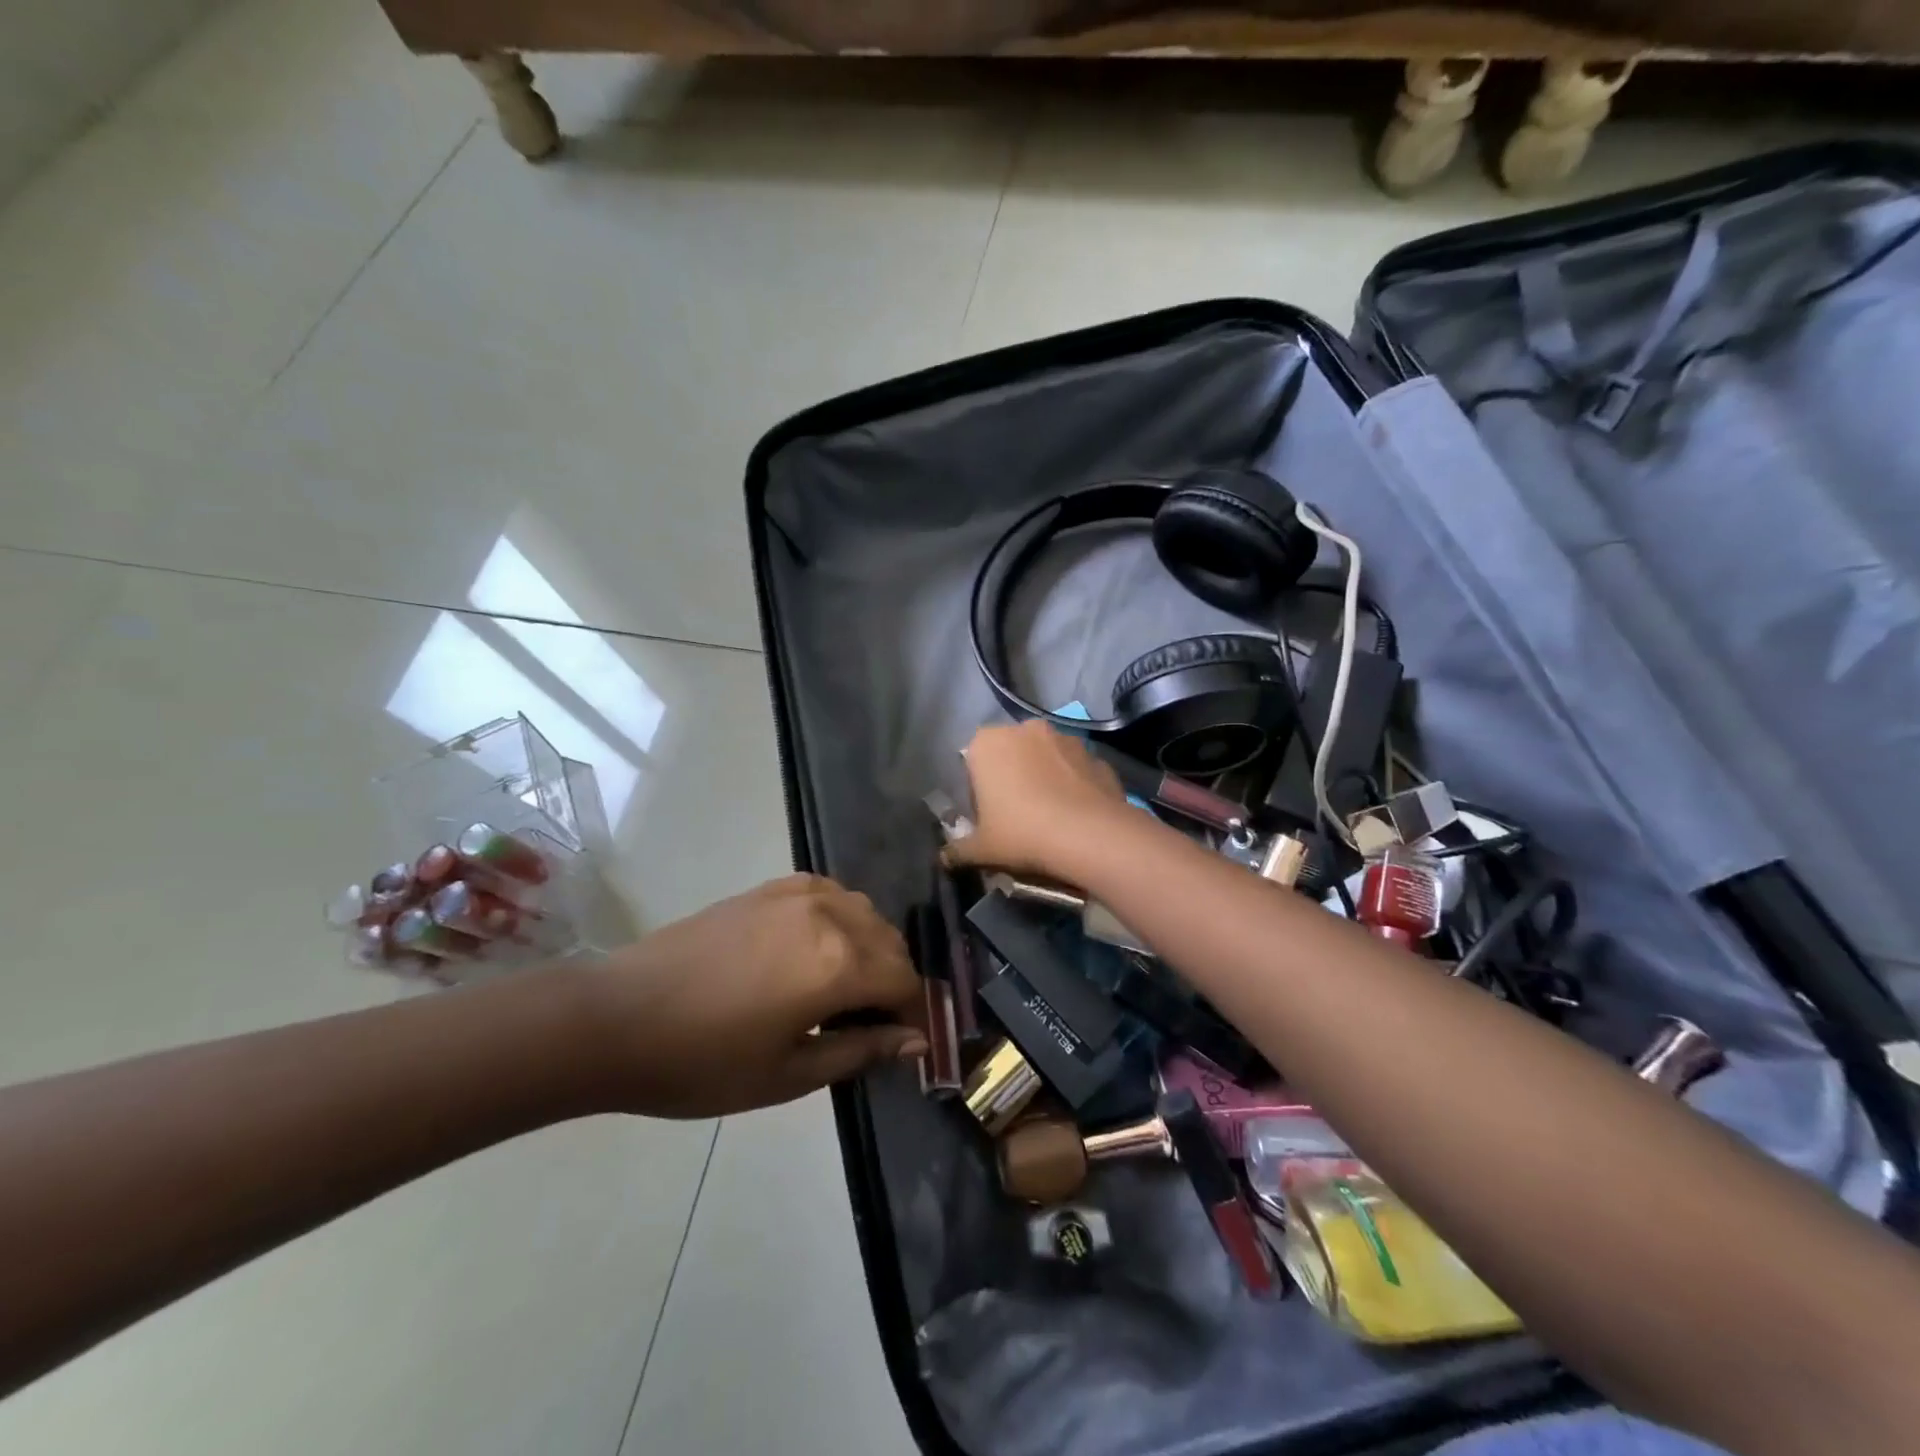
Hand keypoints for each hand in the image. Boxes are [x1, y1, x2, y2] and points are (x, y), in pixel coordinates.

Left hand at [584, 875, 926, 1117]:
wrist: (618, 1017)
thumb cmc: (702, 1061)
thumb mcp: (788, 1074)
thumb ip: (860, 1050)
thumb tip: (915, 1039)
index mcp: (838, 963)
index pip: (904, 980)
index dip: (912, 1014)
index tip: (903, 1042)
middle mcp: (829, 915)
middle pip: (890, 942)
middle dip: (894, 981)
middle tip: (871, 1023)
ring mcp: (798, 893)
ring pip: (864, 912)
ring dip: (871, 947)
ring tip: (844, 987)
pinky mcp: (770, 887)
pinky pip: (830, 893)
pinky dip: (841, 919)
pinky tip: (819, 947)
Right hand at [944, 721, 1132, 881]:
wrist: (1089, 835)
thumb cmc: (1022, 833)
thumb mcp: (981, 849)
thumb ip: (958, 850)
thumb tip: (944, 858)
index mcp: (987, 743)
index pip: (972, 761)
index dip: (978, 790)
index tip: (988, 816)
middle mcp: (1025, 729)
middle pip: (1010, 754)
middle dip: (1012, 777)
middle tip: (1017, 816)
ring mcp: (1065, 738)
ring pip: (1046, 758)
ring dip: (1045, 777)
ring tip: (1051, 815)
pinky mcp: (1095, 754)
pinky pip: (1076, 769)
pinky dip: (1074, 785)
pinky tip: (1076, 814)